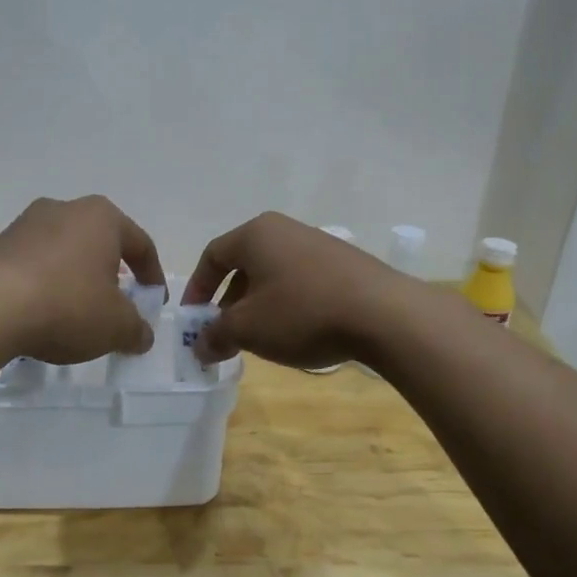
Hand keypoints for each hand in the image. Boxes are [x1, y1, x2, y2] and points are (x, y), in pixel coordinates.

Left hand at [0, 196, 165, 363]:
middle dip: (112, 275)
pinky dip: (47, 287)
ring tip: (78, 315)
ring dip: (77, 281)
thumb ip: (136, 330)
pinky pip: (35, 266)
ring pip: (65, 253)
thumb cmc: (67, 305)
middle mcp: (65, 210)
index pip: (140, 244)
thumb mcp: (116, 326)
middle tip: (117, 306)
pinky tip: (44, 315)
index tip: (154, 303)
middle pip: (100, 244)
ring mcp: (25, 225)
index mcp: (102, 217)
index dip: (153, 276)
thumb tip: (142, 335)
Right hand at [182, 213, 414, 369]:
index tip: (193, 320)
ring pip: (273, 276)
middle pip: (244, 265)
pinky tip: (297, 333)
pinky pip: (301, 282)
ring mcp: (319, 245)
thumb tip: (200, 346)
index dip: (197, 289)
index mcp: (256, 234)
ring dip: (258, 307)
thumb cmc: (302, 313)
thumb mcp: (248, 329)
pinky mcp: (345, 265)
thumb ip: (216, 335)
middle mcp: (285, 230)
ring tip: (260, 339)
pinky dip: (288, 306)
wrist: (383, 314)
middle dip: (228, 303)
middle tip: (224, 335)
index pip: (212, 255)